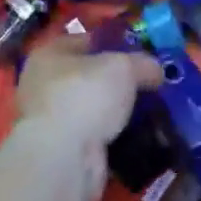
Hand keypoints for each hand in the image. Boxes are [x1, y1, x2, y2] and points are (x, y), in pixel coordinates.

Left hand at [14, 36, 162, 200]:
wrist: (63, 158)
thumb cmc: (85, 96)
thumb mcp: (123, 67)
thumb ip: (143, 63)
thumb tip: (156, 71)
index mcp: (50, 55)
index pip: (86, 41)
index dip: (115, 44)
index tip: (141, 54)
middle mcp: (45, 85)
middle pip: (91, 76)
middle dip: (120, 82)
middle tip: (150, 84)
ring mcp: (52, 120)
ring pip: (95, 108)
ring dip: (119, 112)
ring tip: (153, 111)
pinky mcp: (63, 150)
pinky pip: (97, 135)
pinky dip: (116, 136)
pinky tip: (141, 135)